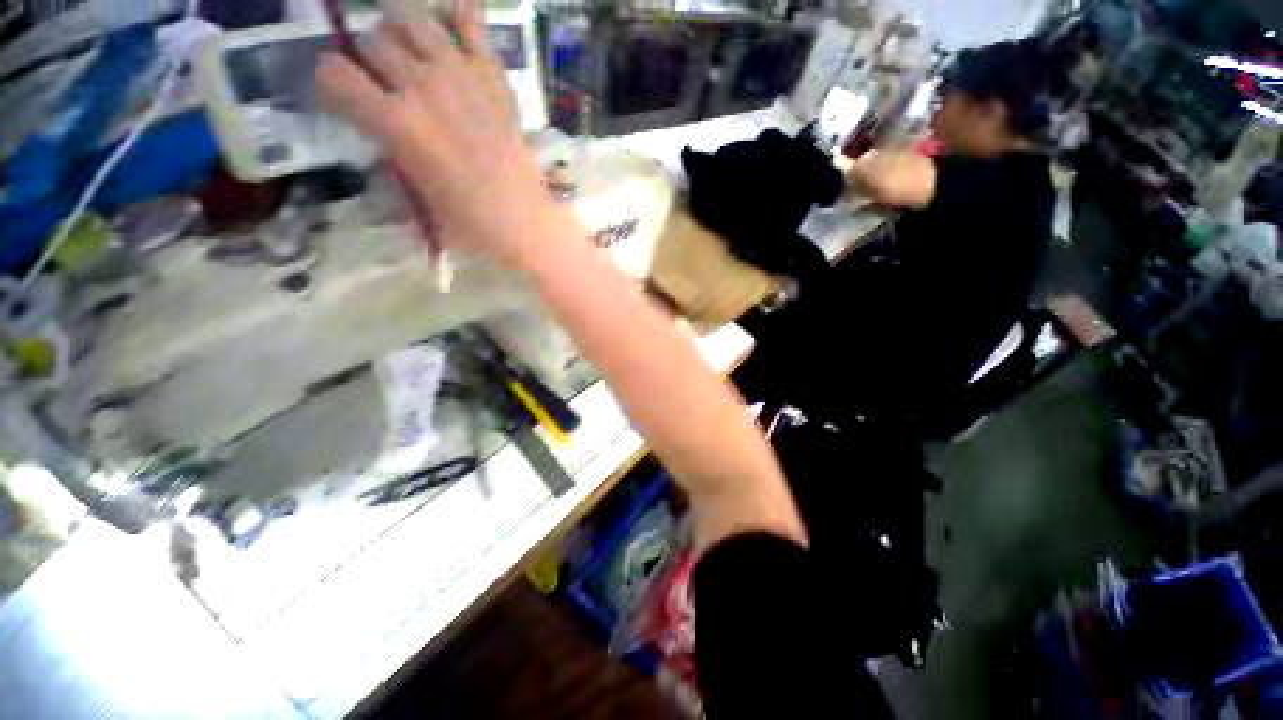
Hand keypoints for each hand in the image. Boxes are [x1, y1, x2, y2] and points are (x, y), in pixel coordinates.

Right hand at [316, 1, 566, 267]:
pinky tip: (452, 20)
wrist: (527, 222)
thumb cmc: (472, 223)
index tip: (340, 93)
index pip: (335, 73)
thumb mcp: (415, 195)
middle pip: (373, 42)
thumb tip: (376, 126)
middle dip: (368, 58)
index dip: (330, 81)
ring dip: (402, 31)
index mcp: (396, 122)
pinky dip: (460, 15)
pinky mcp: (494, 76)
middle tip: (382, 79)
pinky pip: (472, 23)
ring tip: (410, 52)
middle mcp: (422, 85)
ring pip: (412, 20)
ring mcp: (461, 74)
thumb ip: (389, 152)